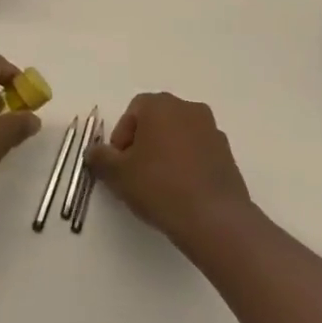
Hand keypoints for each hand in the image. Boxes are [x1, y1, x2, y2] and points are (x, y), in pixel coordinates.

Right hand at [86, 92, 253, 247]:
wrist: (213, 217)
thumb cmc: (159, 186)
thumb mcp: (118, 174)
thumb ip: (100, 158)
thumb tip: (94, 152)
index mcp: (161, 105)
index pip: (134, 111)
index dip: (122, 137)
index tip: (119, 164)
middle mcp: (189, 108)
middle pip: (158, 120)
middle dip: (143, 143)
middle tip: (135, 174)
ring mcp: (212, 130)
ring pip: (179, 136)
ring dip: (166, 153)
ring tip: (159, 186)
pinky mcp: (227, 153)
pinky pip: (198, 152)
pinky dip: (187, 164)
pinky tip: (181, 192)